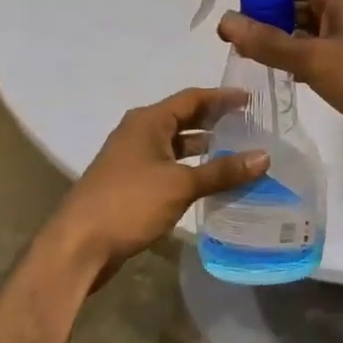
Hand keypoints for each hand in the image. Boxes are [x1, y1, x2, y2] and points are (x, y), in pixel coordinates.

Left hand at [39, 88, 265, 286]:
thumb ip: (223, 171)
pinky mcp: (131, 184)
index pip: (192, 98)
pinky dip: (190, 169)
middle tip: (250, 125)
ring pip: (176, 145)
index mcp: (148, 121)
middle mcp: (139, 133)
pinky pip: (168, 167)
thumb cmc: (129, 203)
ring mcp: (132, 159)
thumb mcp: (181, 185)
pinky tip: (211, 182)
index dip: (222, 97)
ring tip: (238, 153)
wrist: (78, 245)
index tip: (251, 100)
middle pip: (183, 119)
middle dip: (215, 122)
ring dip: (204, 148)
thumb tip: (264, 156)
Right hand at [218, 0, 342, 158]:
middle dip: (263, 20)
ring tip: (244, 57)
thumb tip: (225, 20)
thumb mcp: (315, 61)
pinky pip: (323, 51)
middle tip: (226, 41)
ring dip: (282, 43)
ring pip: (308, 31)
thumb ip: (268, 43)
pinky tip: (281, 74)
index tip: (220, 3)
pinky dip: (302, 59)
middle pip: (295, 5)